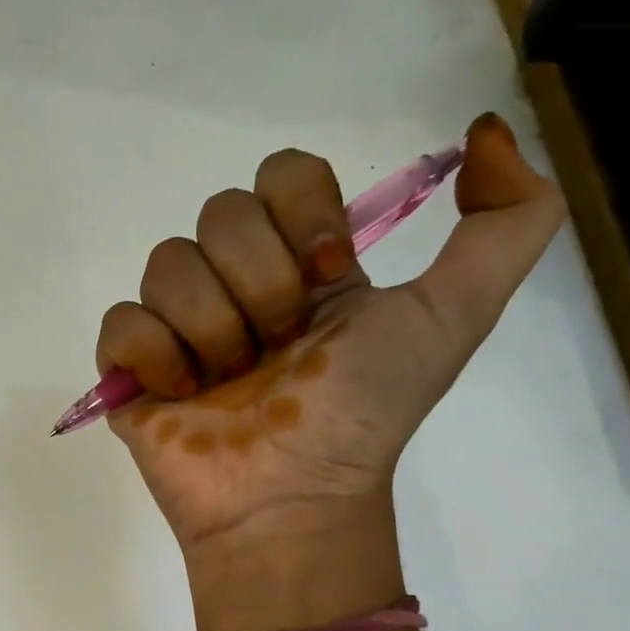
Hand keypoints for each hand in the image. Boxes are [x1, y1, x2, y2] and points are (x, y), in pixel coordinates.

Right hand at [95, 114, 565, 594]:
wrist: (290, 498)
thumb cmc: (362, 413)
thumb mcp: (454, 315)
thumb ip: (509, 221)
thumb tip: (484, 132)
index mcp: (301, 264)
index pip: (282, 174)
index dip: (302, 213)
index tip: (327, 277)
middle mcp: (235, 283)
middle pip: (221, 213)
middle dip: (259, 284)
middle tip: (278, 348)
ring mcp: (176, 324)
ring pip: (166, 263)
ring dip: (211, 326)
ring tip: (228, 381)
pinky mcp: (129, 367)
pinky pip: (120, 321)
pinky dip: (155, 354)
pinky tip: (181, 391)